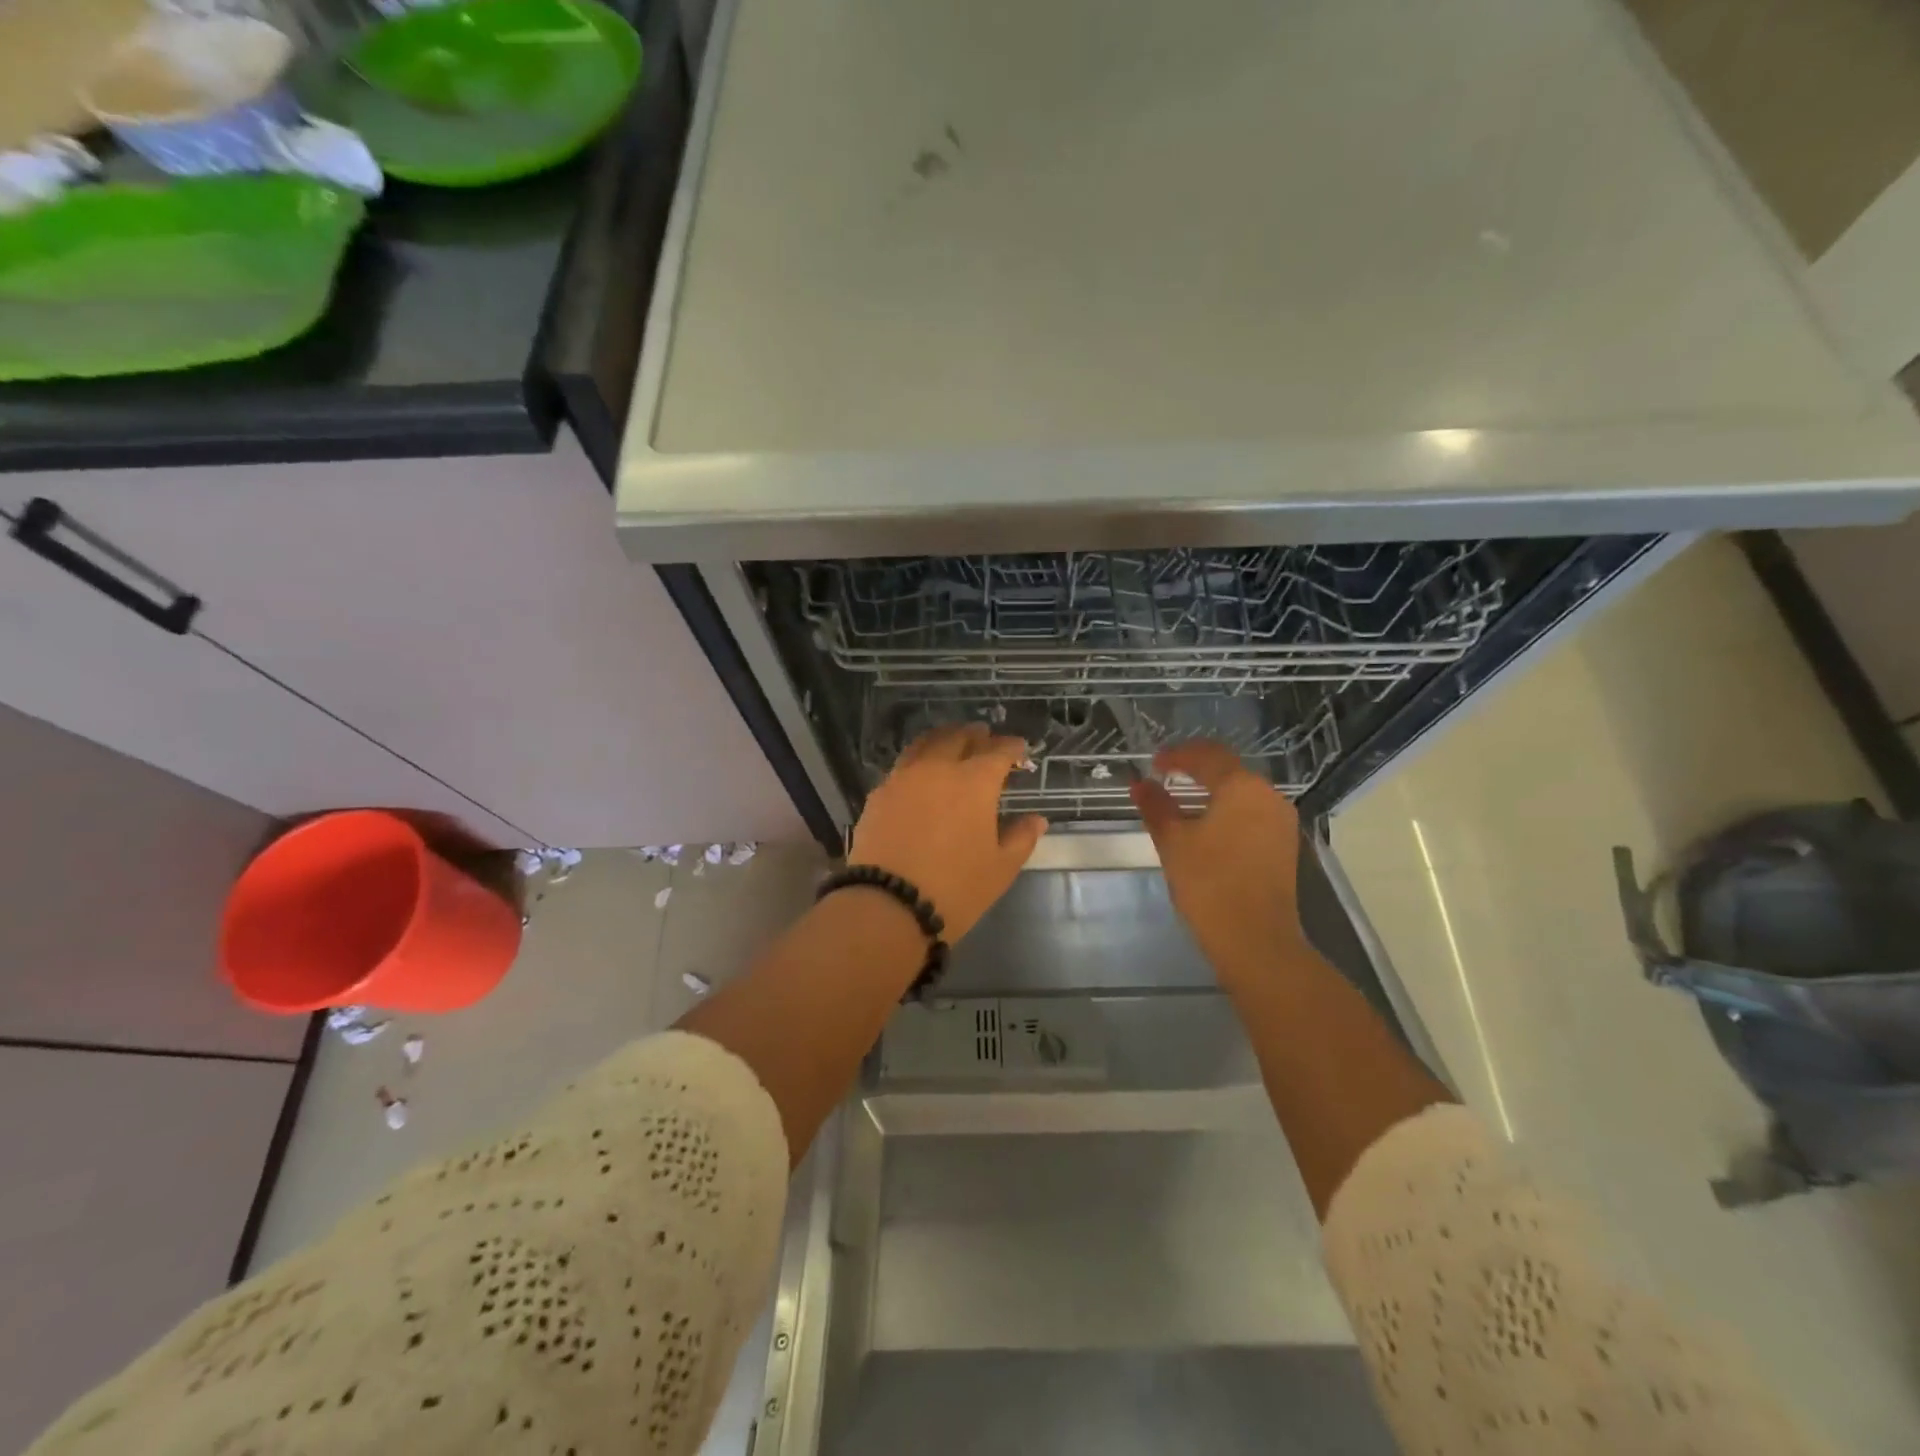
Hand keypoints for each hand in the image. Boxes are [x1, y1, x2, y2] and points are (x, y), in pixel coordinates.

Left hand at [849, 723, 1048, 941]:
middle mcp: (938, 768)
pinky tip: (921, 774)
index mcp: (975, 781)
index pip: (998, 752)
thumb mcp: (1000, 868)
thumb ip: (1021, 838)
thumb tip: (1036, 819)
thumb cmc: (955, 888)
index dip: (1011, 747)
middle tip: (985, 737)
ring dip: (943, 739)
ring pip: (925, 744)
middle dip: (975, 735)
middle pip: (958, 738)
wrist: (888, 904)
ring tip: (951, 744)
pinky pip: (904, 766)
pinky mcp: (879, 794)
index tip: (1019, 749)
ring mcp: (904, 778)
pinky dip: (918, 761)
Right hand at [1130, 740, 1305, 983]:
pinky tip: (1206, 828)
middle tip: (1164, 778)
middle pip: (1228, 771)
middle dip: (1195, 771)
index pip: (1207, 755)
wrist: (1255, 940)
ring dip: (1212, 792)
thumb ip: (1156, 807)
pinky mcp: (1283, 845)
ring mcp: (1281, 822)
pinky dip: (1227, 812)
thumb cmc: (1209, 883)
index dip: (1177, 755)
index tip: (1153, 764)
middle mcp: (1268, 796)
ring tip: (1181, 803)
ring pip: (1242, 794)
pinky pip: (1251, 814)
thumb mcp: (1173, 841)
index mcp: (1242, 787)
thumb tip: (1139, 784)